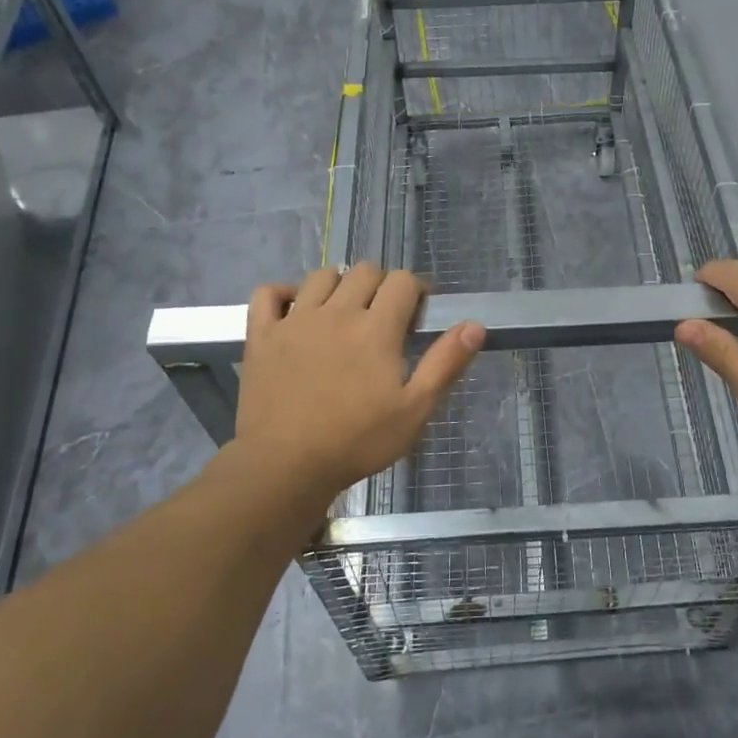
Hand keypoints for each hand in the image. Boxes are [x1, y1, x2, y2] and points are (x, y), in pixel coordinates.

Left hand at [234, 263, 484, 502]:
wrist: (285, 466)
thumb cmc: (357, 441)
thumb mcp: (415, 410)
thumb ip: (445, 363)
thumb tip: (475, 325)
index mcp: (376, 328)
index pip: (402, 281)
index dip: (417, 290)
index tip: (419, 314)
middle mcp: (336, 312)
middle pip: (364, 271)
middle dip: (382, 285)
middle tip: (385, 318)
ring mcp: (295, 321)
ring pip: (321, 276)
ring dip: (339, 284)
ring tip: (344, 312)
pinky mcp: (262, 336)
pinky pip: (268, 293)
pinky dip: (282, 293)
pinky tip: (294, 309)